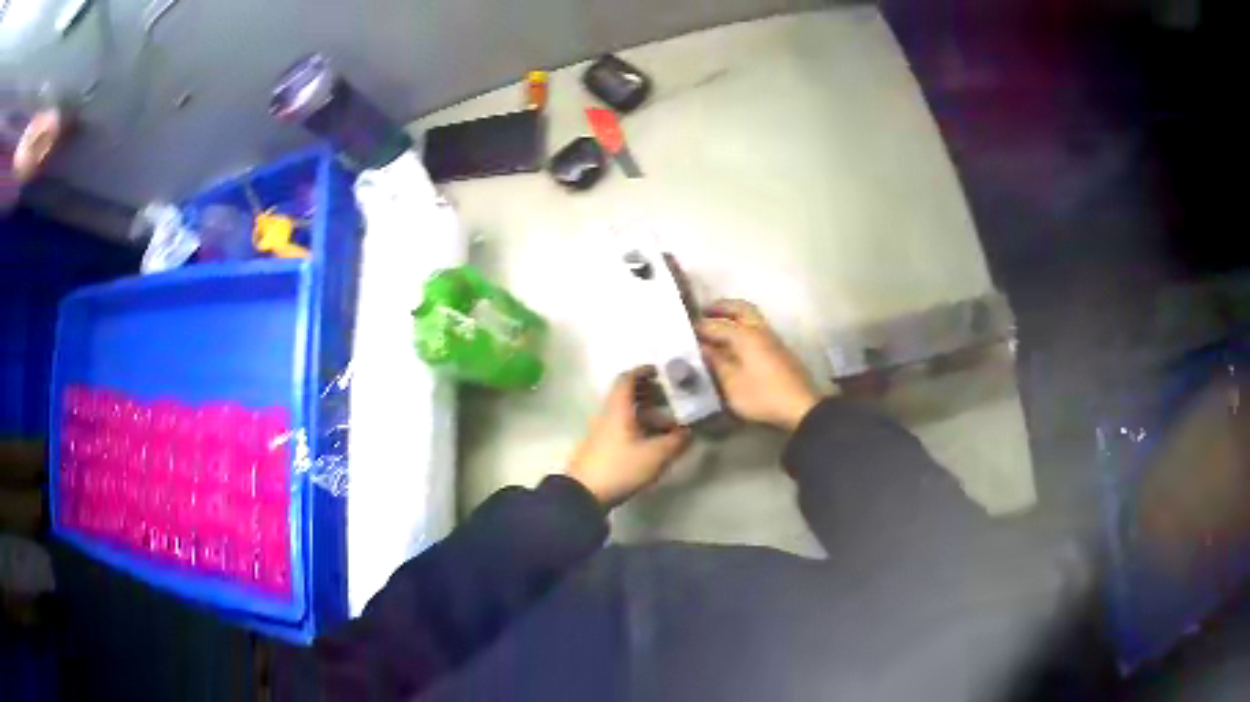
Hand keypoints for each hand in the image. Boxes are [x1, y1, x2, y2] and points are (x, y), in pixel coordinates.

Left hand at [567, 368, 691, 507]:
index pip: (628, 378)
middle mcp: (607, 415)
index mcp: (618, 409)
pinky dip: (639, 431)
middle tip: (674, 402)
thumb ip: (676, 441)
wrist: (583, 495)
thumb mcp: (656, 455)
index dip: (644, 371)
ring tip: (670, 430)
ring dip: (648, 417)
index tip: (662, 372)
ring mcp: (601, 433)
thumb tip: (690, 431)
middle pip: (629, 397)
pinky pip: (622, 430)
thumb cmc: (620, 467)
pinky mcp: (600, 449)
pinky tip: (653, 446)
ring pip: (627, 415)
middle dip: (652, 396)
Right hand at [698, 299, 820, 431]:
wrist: (801, 407)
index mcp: (745, 335)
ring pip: (752, 316)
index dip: (700, 327)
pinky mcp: (780, 350)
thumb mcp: (732, 385)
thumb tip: (703, 348)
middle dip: (722, 307)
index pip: (717, 325)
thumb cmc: (762, 396)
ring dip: (734, 315)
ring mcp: (773, 338)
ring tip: (719, 325)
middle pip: (740, 308)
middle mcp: (759, 330)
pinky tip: (737, 342)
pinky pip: (758, 328)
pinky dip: (744, 326)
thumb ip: (716, 363)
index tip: (686, 329)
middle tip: (706, 311)